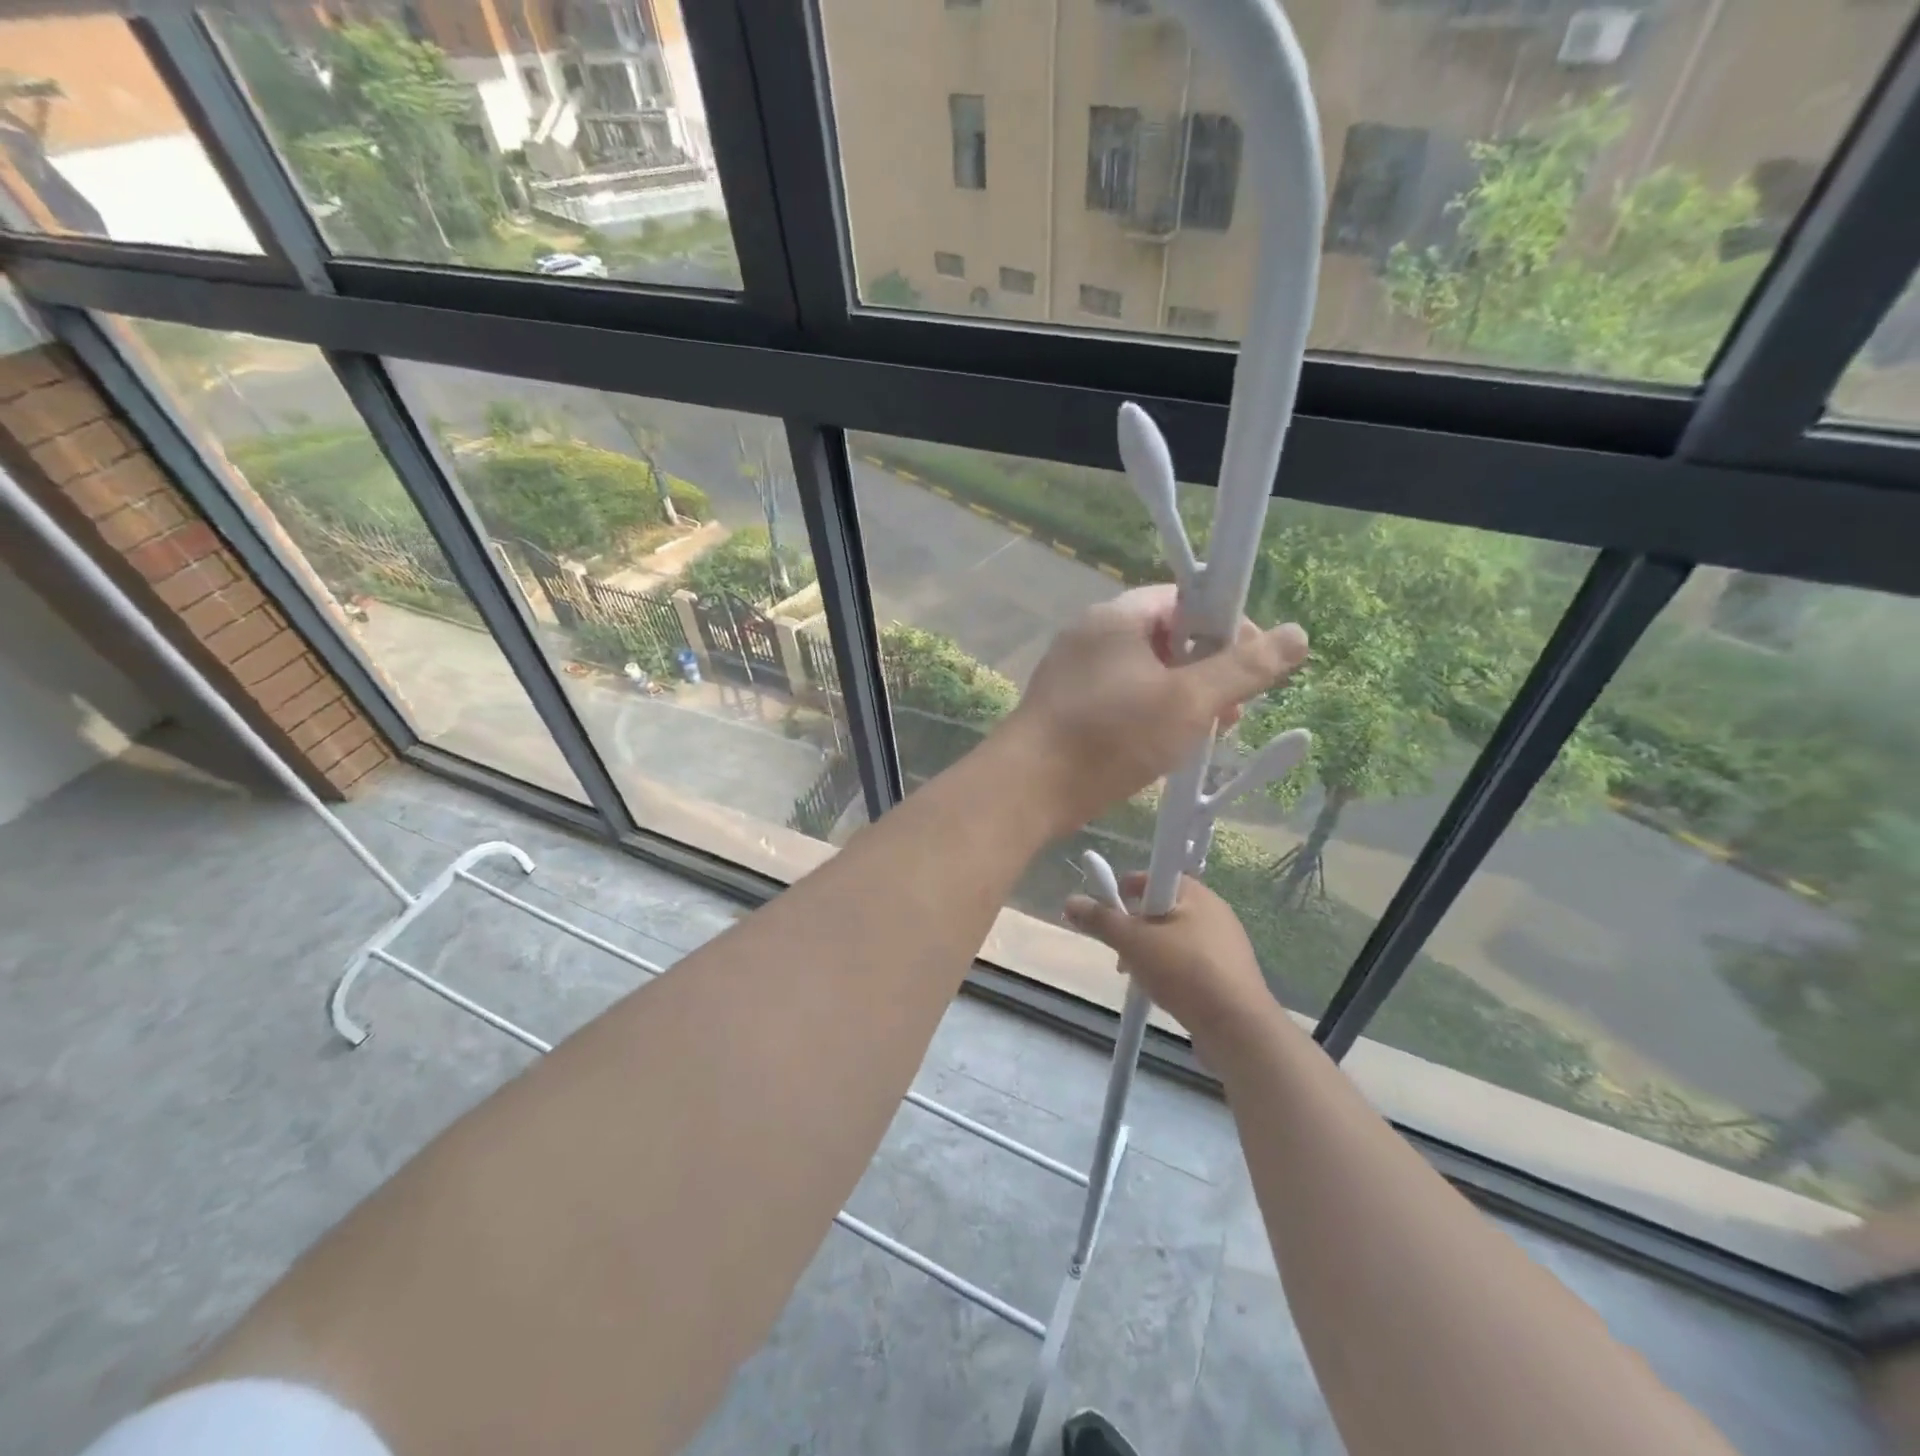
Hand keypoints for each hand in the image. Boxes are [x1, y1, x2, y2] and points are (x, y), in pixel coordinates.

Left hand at [998, 585, 1307, 833]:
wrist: (1027, 790)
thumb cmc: (1110, 737)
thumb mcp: (1188, 702)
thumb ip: (1243, 668)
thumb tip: (1298, 635)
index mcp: (1115, 617)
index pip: (1185, 600)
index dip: (1227, 626)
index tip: (1255, 665)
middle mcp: (1090, 636)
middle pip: (1166, 638)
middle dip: (1208, 672)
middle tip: (1232, 713)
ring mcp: (1073, 672)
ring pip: (1144, 674)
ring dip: (1181, 699)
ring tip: (1203, 737)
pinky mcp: (1066, 707)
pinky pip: (1120, 699)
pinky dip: (1149, 715)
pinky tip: (1163, 749)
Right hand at [1064, 872, 1276, 1045]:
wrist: (1238, 1029)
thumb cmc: (1184, 972)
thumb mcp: (1132, 942)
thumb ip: (1100, 920)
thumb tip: (1070, 901)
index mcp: (1195, 894)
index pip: (1153, 876)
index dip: (1126, 889)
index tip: (1108, 911)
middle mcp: (1214, 913)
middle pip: (1161, 909)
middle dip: (1133, 927)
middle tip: (1118, 949)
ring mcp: (1225, 946)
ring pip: (1173, 939)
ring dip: (1149, 952)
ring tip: (1136, 977)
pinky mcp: (1229, 976)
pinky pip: (1189, 964)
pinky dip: (1169, 972)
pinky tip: (1160, 993)